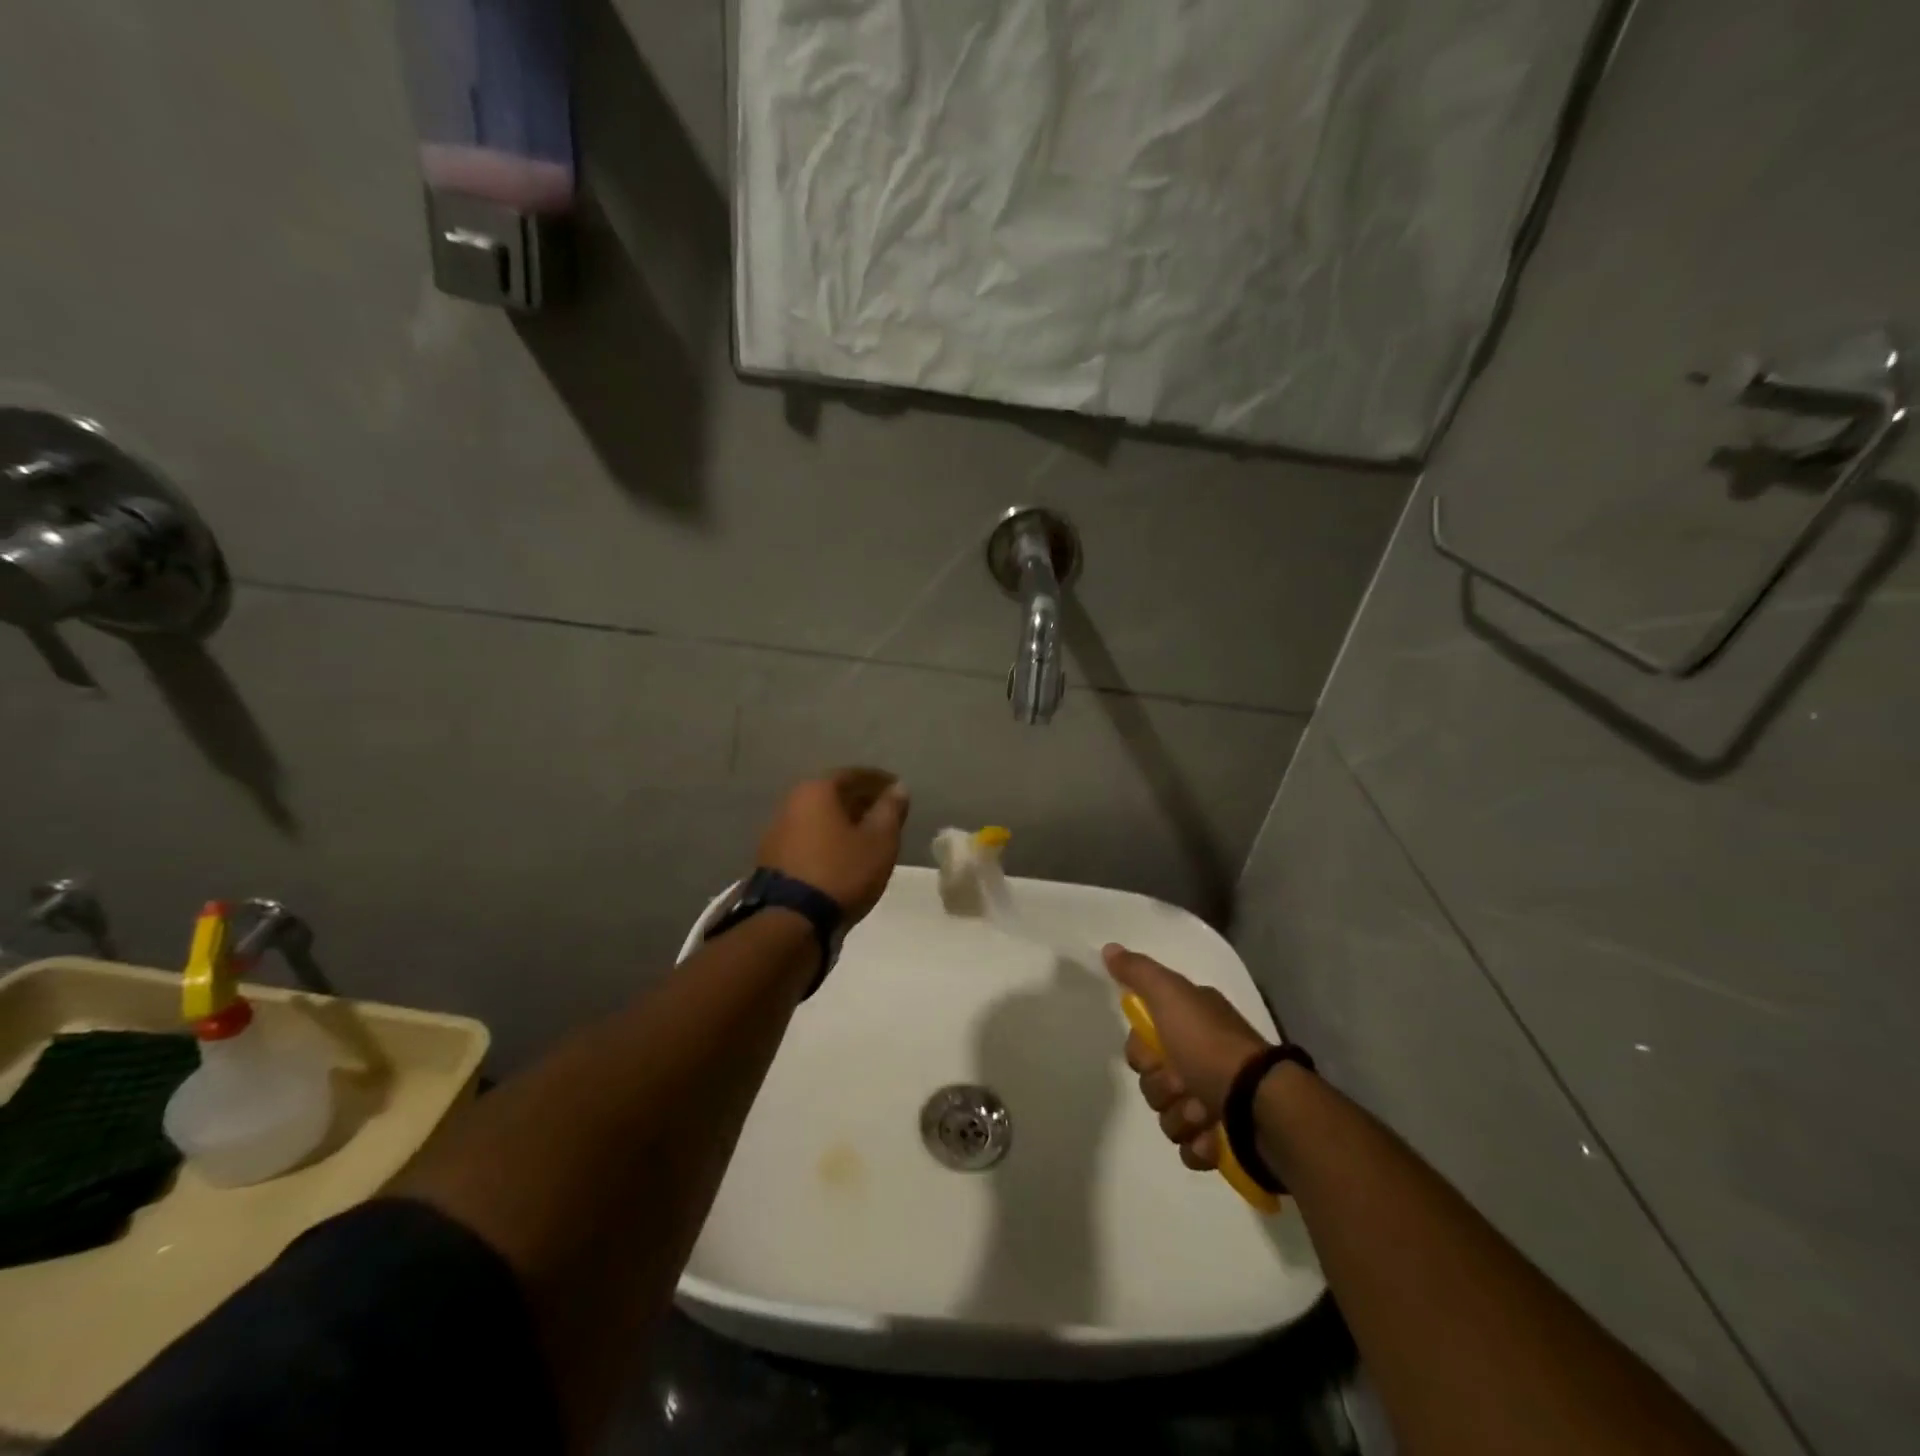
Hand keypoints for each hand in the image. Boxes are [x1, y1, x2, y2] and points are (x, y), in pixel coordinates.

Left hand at [756, 768, 909, 922]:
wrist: (791, 920)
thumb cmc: (842, 871)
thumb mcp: (879, 841)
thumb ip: (890, 810)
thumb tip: (897, 788)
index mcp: (817, 790)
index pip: (855, 774)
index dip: (880, 781)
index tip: (898, 790)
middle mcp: (792, 801)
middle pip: (833, 794)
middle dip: (861, 800)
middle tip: (886, 813)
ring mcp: (777, 830)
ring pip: (820, 816)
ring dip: (844, 821)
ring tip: (868, 835)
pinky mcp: (773, 857)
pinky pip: (809, 836)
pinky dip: (829, 839)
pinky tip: (843, 854)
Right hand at [1103, 944, 1269, 1171]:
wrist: (1261, 1106)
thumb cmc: (1211, 1047)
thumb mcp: (1171, 996)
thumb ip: (1139, 973)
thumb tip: (1110, 949)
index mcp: (1192, 1023)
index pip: (1143, 1040)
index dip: (1142, 1052)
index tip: (1158, 1054)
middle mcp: (1203, 1057)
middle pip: (1153, 1080)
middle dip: (1162, 1089)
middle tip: (1183, 1085)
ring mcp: (1216, 1100)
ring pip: (1169, 1115)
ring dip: (1181, 1118)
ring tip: (1205, 1115)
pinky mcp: (1225, 1140)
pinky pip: (1190, 1148)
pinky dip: (1198, 1146)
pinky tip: (1212, 1138)